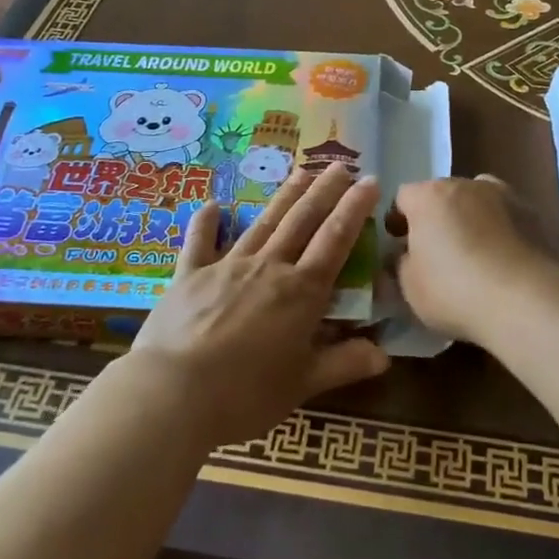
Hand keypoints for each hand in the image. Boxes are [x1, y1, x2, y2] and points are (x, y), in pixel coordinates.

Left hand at [129, 165, 391, 447]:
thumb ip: (344, 364)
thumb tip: (385, 355)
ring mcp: (227, 266)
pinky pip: (199, 242)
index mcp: (301, 292)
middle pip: (302, 221)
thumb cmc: (245, 394)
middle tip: (340, 164)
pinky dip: (206, 223)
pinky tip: (213, 205)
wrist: (174, 393)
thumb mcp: (303, 385)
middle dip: (324, 191)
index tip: (369, 181)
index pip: (335, 240)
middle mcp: (268, 267)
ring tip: (301, 172)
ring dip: (284, 196)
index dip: (354, 209)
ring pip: (263, 223)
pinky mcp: (189, 275)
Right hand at [391, 176, 558, 345]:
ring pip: (478, 200)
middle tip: (438, 252)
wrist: (524, 300)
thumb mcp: (409, 286)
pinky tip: (504, 261)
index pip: (403, 197)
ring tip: (477, 254)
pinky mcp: (533, 214)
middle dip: (437, 218)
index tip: (401, 245)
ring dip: (472, 218)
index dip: (399, 220)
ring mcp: (504, 195)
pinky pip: (507, 217)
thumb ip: (401, 263)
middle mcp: (465, 184)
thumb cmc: (454, 290)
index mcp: (428, 196)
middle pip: (442, 195)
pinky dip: (502, 231)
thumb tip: (405, 256)